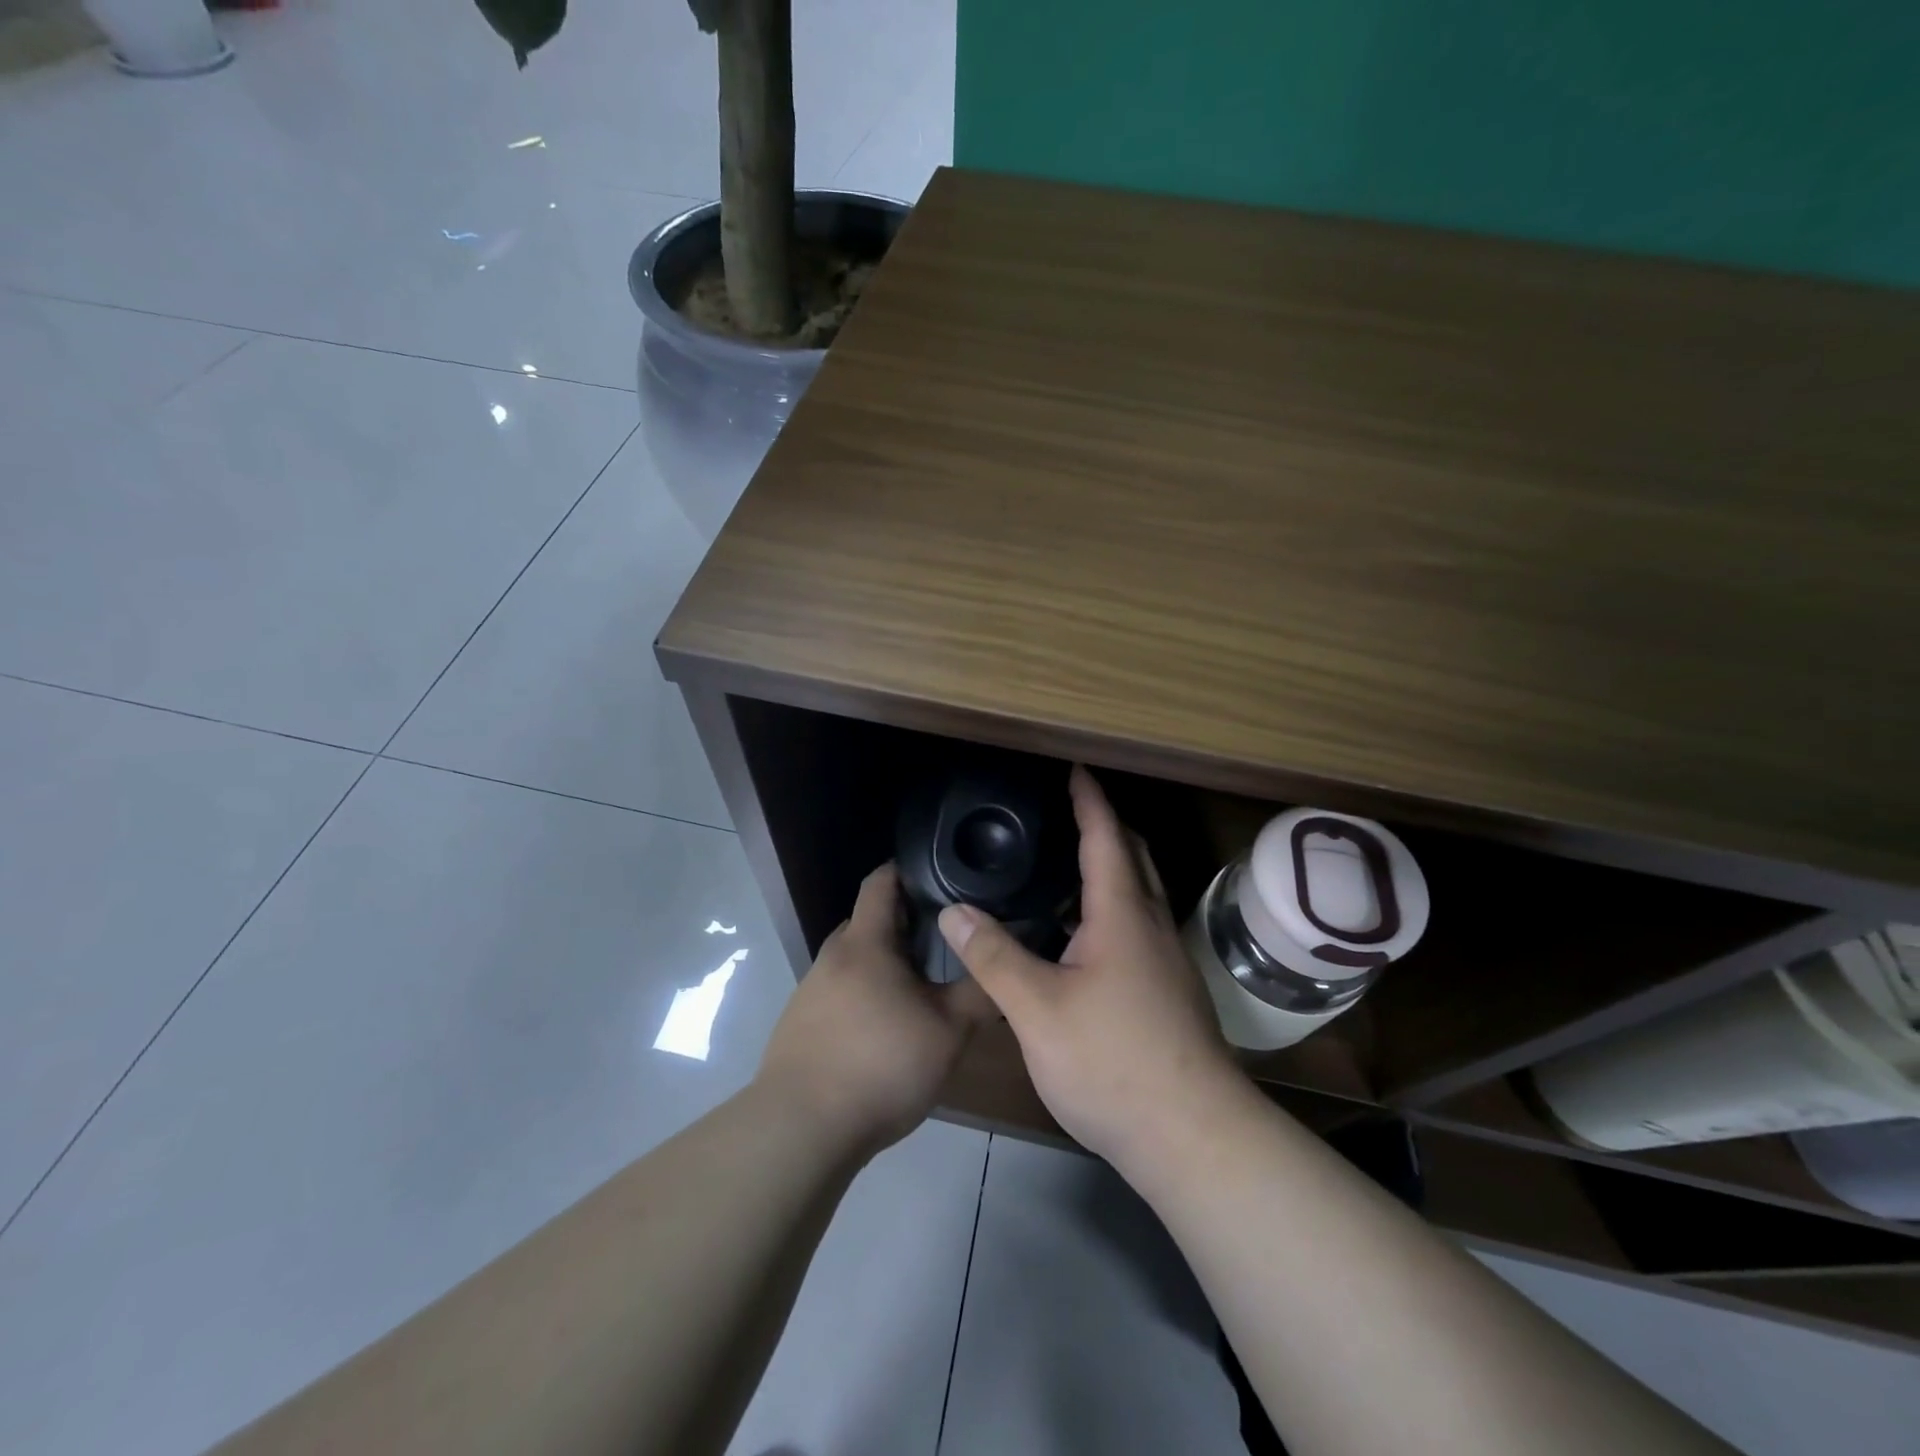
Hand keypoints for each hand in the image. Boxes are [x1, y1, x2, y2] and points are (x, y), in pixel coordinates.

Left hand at [756, 864, 993, 1155]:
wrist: (802, 1129)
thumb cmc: (881, 1065)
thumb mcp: (947, 1031)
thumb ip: (979, 992)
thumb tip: (1002, 963)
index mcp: (865, 943)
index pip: (881, 881)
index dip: (908, 870)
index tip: (940, 876)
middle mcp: (832, 957)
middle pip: (868, 922)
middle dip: (903, 923)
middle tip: (944, 940)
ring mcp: (810, 991)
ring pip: (854, 961)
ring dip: (884, 965)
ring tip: (920, 988)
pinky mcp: (799, 1025)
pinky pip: (839, 993)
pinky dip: (864, 996)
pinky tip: (885, 1031)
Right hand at [936, 766, 1241, 1168]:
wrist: (1193, 1136)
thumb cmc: (1113, 1062)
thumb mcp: (1038, 1010)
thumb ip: (994, 957)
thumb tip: (954, 910)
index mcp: (1123, 916)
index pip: (1106, 837)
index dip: (1089, 800)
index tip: (1075, 769)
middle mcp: (1152, 926)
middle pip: (1133, 857)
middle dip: (1105, 827)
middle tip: (1065, 814)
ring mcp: (1166, 961)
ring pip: (1139, 895)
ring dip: (1108, 871)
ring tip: (1061, 871)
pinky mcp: (1168, 991)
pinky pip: (1138, 927)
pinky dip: (1110, 910)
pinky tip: (1078, 939)